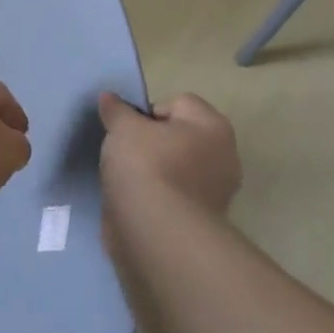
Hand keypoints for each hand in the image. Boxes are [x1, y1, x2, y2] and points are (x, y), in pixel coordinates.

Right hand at [99, 92, 240, 214]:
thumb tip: (109, 98)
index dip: (146, 113)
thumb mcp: (123, 127)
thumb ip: (116, 110)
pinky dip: (155, 197)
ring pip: (175, 168)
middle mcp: (223, 156)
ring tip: (125, 180)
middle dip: (151, 142)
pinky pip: (172, 196)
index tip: (125, 130)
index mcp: (213, 126)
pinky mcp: (201, 222)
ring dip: (152, 172)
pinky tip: (134, 203)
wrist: (157, 234)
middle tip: (124, 152)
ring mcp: (215, 192)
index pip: (176, 103)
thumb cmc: (146, 166)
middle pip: (177, 136)